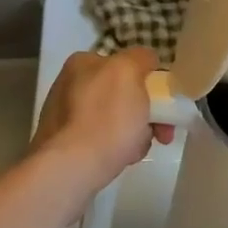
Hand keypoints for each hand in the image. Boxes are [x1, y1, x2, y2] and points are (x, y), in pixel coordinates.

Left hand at [31, 48, 171, 194]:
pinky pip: (103, 141)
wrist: (72, 169)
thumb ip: (141, 58)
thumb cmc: (105, 117)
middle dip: (145, 111)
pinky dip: (117, 148)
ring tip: (139, 150)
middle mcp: (69, 86)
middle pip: (122, 94)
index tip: (163, 101)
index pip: (123, 63)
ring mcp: (65, 118)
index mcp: (82, 63)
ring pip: (115, 119)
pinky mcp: (65, 147)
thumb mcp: (130, 72)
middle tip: (162, 132)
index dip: (147, 80)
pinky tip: (123, 159)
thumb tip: (146, 60)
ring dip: (135, 132)